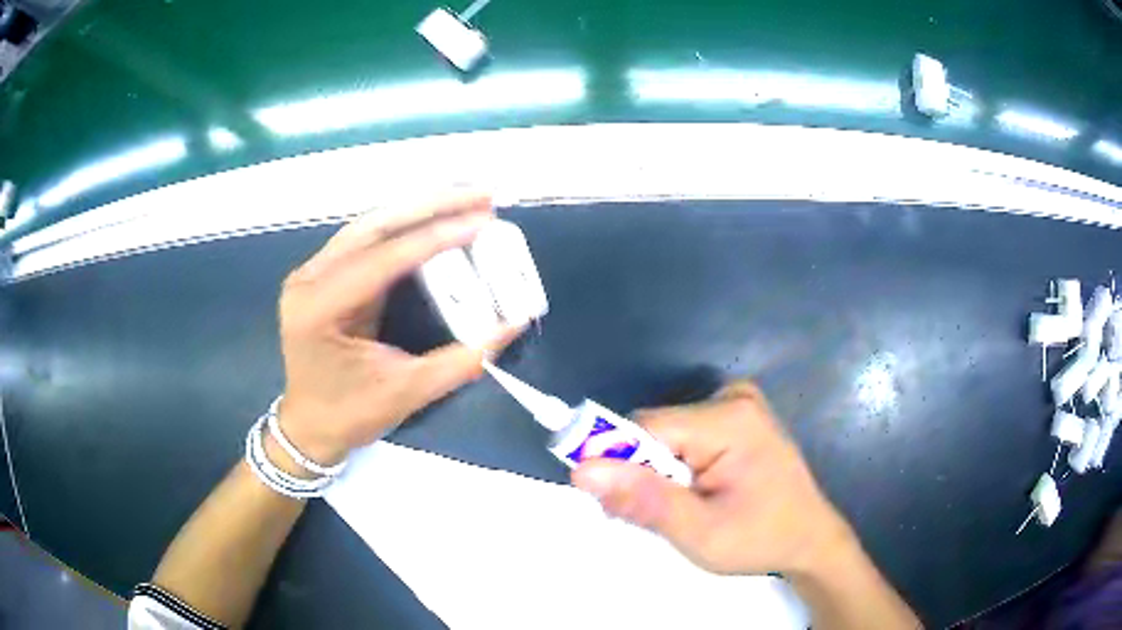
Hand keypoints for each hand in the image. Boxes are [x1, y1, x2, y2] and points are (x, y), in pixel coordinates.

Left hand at [275, 191, 518, 466]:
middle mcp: (309, 280)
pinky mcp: (322, 274)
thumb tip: (513, 324)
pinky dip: (403, 224)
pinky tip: (434, 216)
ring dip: (419, 207)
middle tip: (482, 193)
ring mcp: (311, 273)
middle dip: (431, 205)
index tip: (482, 220)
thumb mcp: (407, 393)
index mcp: (319, 309)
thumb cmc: (350, 415)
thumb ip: (462, 360)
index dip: (436, 237)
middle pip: (373, 226)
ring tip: (466, 197)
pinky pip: (365, 238)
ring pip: (369, 225)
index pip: (383, 259)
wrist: (309, 427)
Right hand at [571, 381, 855, 576]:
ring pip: (664, 434)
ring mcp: (737, 403)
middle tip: (652, 517)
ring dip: (656, 472)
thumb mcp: (700, 533)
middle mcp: (732, 398)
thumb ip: (644, 500)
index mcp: (729, 420)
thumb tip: (582, 470)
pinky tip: (692, 492)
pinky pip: (682, 435)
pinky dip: (674, 466)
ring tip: (678, 509)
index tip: (614, 505)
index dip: (619, 464)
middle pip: (654, 429)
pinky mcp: (736, 415)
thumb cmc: (761, 539)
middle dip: (641, 473)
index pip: (645, 428)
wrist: (809, 539)